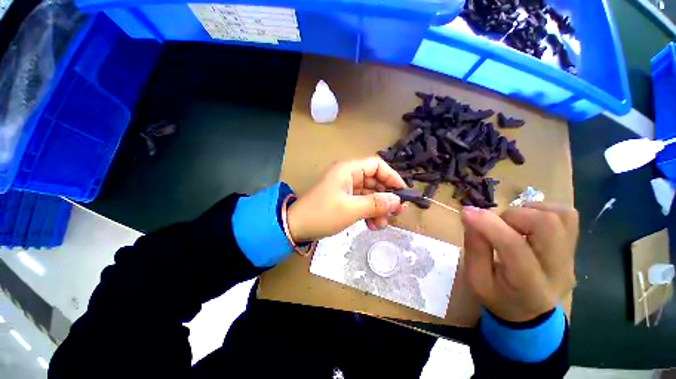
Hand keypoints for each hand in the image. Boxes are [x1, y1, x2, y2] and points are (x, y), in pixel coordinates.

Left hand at [287, 157, 405, 242]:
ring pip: (370, 194)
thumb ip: (376, 204)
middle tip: (396, 213)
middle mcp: (348, 175)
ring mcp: (346, 188)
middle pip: (375, 181)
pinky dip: (369, 213)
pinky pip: (362, 203)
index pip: (377, 165)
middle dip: (386, 198)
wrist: (296, 227)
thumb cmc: (322, 214)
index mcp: (349, 170)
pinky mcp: (344, 200)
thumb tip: (397, 201)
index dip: (392, 177)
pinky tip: (372, 226)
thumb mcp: (351, 209)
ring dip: (378, 209)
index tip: (402, 193)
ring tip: (382, 225)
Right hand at [461, 203, 578, 321]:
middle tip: (495, 224)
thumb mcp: (476, 280)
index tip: (467, 212)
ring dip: (527, 212)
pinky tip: (526, 222)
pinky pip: (566, 215)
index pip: (514, 247)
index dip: (488, 224)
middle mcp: (559, 270)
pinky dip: (542, 210)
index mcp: (530, 286)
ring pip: (559, 216)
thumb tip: (471, 216)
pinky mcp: (573, 247)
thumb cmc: (498, 297)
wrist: (530, 312)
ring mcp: (571, 257)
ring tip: (510, 224)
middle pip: (546, 224)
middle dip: (512, 216)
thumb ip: (475, 248)